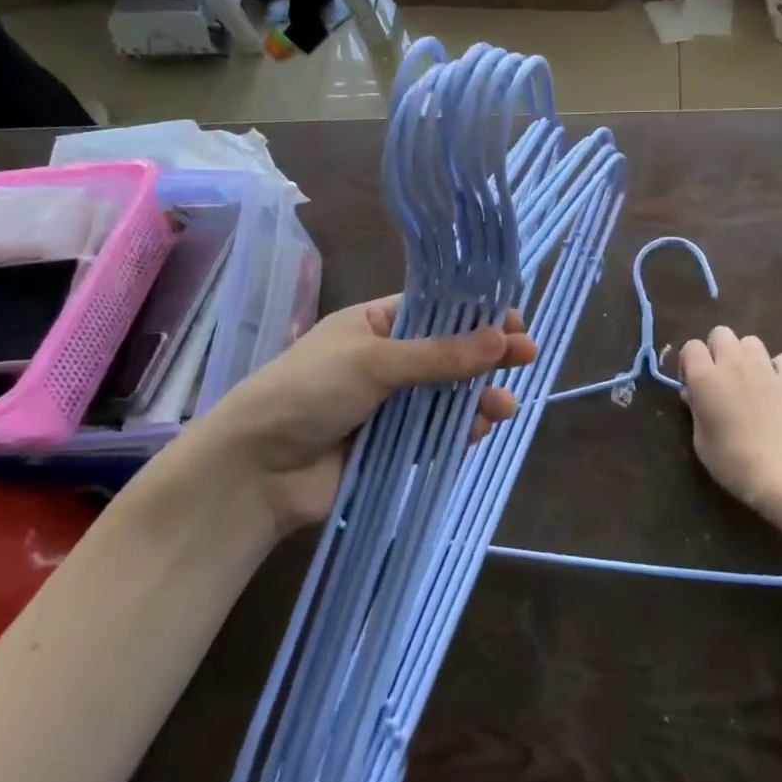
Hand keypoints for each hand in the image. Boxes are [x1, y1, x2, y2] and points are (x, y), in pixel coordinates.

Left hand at [196, 297, 537, 534]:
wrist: (254, 471)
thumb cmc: (308, 392)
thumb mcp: (375, 362)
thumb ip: (439, 355)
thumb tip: (502, 338)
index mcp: (374, 324)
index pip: (435, 311)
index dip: (475, 314)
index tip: (514, 322)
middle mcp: (384, 361)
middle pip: (447, 354)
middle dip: (485, 357)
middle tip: (527, 358)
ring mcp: (387, 406)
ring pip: (445, 397)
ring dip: (476, 400)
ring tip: (503, 408)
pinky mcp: (388, 447)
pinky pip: (432, 435)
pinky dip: (456, 433)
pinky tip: (477, 433)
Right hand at [680, 326, 781, 520]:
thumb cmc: (735, 463)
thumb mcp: (702, 442)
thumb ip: (696, 411)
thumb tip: (694, 393)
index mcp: (705, 377)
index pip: (691, 347)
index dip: (689, 362)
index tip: (692, 384)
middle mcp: (734, 364)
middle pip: (721, 333)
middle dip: (716, 350)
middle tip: (720, 379)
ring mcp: (766, 368)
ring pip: (751, 341)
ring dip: (745, 356)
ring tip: (748, 381)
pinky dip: (777, 368)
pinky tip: (776, 388)